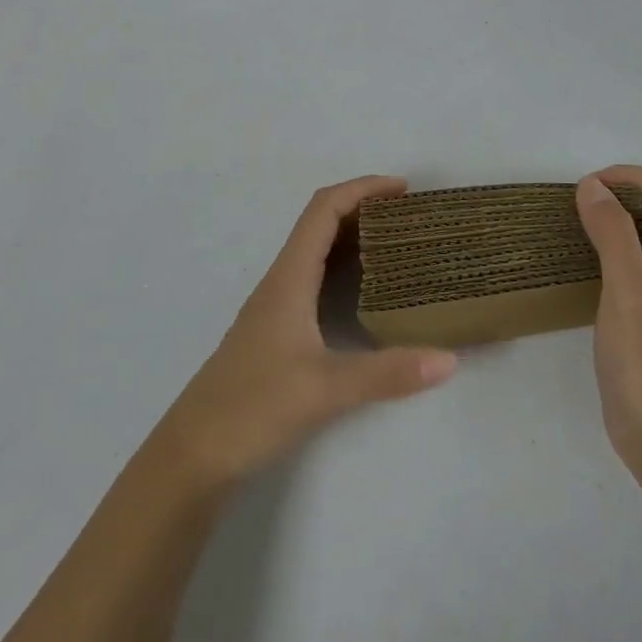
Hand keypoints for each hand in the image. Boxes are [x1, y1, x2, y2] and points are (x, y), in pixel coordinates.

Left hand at [156, 176, 457, 490]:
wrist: (193, 454)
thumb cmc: (251, 408)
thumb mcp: (324, 390)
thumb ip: (387, 374)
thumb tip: (448, 359)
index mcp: (289, 278)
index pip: (324, 209)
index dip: (362, 188)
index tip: (403, 190)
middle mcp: (282, 281)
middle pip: (322, 223)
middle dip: (365, 208)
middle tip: (411, 218)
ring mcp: (277, 306)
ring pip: (318, 251)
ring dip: (356, 237)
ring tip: (399, 245)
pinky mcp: (278, 330)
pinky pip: (316, 279)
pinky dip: (346, 268)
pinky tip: (368, 293)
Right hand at [577, 167, 641, 480]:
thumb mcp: (628, 289)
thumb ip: (613, 232)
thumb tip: (592, 186)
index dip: (628, 176)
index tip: (587, 190)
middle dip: (618, 194)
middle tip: (576, 209)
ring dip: (613, 221)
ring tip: (574, 230)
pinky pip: (636, 262)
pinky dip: (611, 249)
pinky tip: (584, 266)